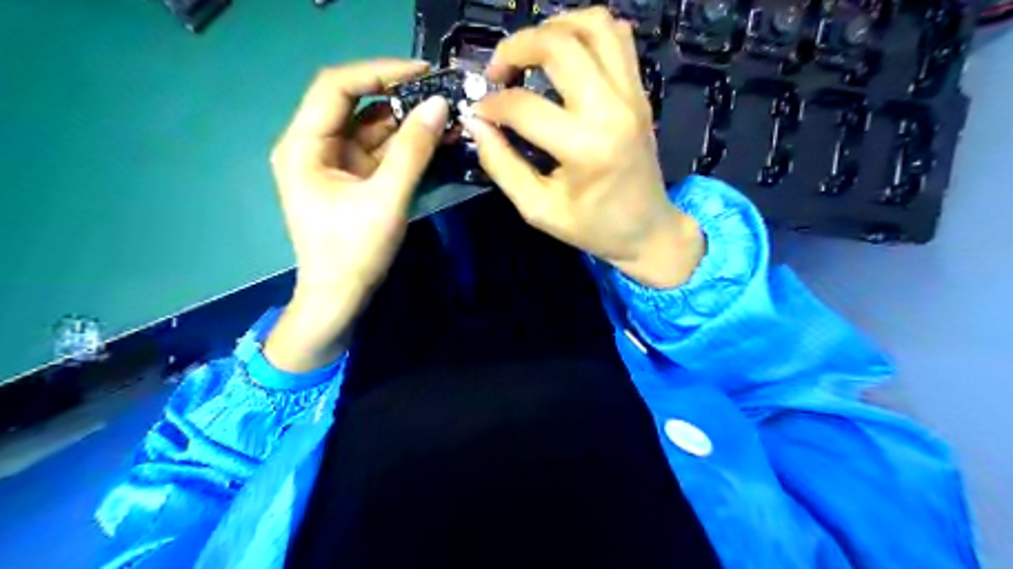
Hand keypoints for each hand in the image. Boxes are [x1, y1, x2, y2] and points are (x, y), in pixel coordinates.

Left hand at [264, 61, 447, 372]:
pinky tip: (433, 140)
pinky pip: (379, 152)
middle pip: (355, 105)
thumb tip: (440, 106)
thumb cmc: (353, 252)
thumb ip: (413, 151)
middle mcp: (314, 147)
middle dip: (398, 98)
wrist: (340, 299)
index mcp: (304, 145)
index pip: (336, 87)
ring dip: (406, 123)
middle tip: (440, 94)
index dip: (379, 72)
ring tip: (445, 116)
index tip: (422, 72)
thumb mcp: (386, 199)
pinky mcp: (353, 180)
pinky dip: (405, 146)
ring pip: (371, 129)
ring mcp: (335, 164)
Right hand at [464, 9, 706, 287]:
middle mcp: (612, 110)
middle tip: (498, 73)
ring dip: (553, 29)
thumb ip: (502, 165)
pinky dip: (585, 32)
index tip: (478, 113)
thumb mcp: (538, 209)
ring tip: (530, 55)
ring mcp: (632, 95)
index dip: (490, 105)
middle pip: (559, 44)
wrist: (648, 229)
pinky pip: (617, 37)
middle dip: (515, 48)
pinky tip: (565, 56)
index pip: (524, 106)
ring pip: (593, 25)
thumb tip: (475, 124)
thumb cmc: (593, 227)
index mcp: (585, 148)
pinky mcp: (640, 91)